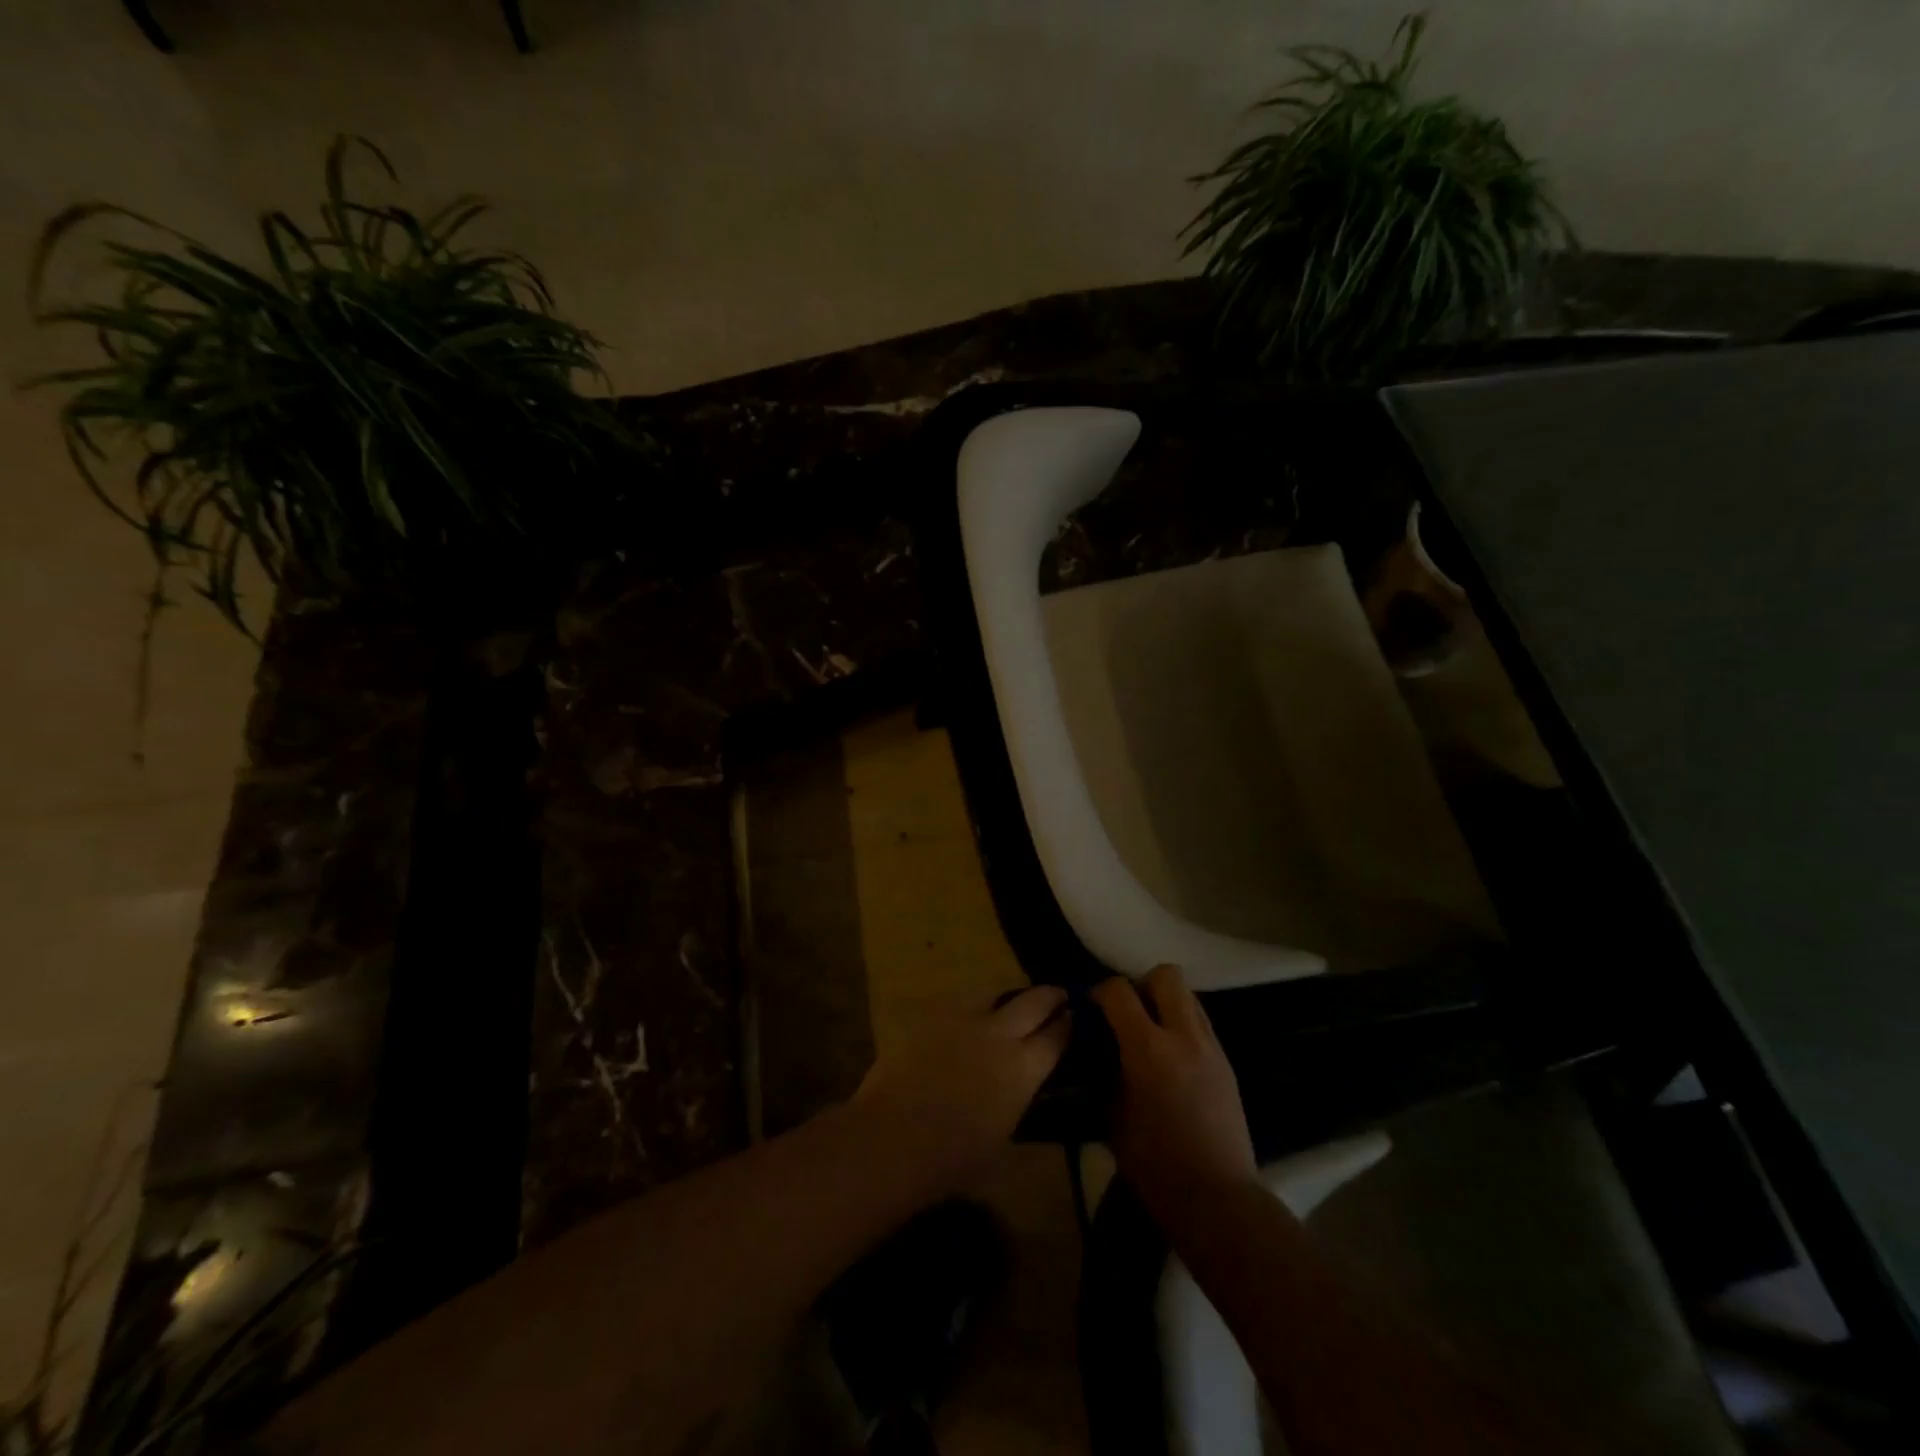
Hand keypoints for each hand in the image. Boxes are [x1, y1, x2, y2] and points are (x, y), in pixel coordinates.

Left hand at [853, 985, 1070, 1198]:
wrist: (893, 1136)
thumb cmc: (953, 1159)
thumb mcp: (1002, 1147)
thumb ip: (1018, 1112)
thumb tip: (1023, 1099)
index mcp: (1023, 1068)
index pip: (1056, 1036)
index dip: (1069, 1025)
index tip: (1075, 1017)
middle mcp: (999, 1034)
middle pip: (1034, 1001)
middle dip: (1050, 996)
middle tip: (1058, 995)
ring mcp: (963, 1019)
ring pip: (995, 995)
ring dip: (1009, 1000)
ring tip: (1010, 1008)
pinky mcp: (932, 1016)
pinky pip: (960, 1006)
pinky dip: (972, 1012)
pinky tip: (967, 1024)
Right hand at [1092, 965, 1255, 1227]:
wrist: (1218, 1199)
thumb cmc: (1155, 1164)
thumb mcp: (1113, 1115)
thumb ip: (1106, 1070)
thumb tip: (1099, 1048)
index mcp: (1149, 1049)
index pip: (1119, 991)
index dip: (1100, 992)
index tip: (1091, 1009)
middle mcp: (1184, 1037)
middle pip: (1166, 975)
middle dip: (1142, 984)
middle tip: (1128, 1013)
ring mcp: (1211, 1048)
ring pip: (1189, 996)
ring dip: (1166, 1003)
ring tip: (1151, 1034)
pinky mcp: (1227, 1064)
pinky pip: (1201, 1024)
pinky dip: (1182, 1026)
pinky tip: (1172, 1059)